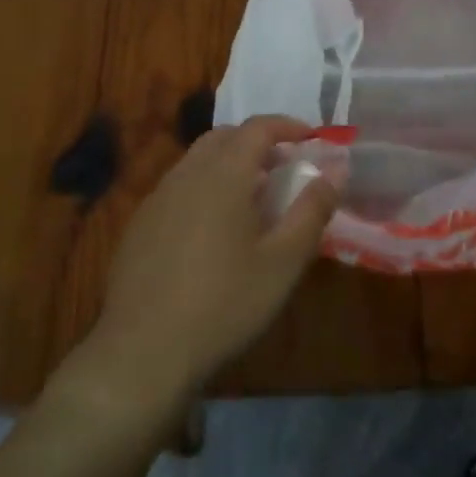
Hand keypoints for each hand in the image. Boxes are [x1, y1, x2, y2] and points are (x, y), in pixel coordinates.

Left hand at [84, 117, 337, 409]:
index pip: (257, 127)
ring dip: (230, 164)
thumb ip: (312, 210)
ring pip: (198, 161)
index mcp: (222, 174)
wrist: (143, 350)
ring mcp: (157, 198)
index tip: (312, 139)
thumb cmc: (224, 303)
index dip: (287, 126)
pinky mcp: (140, 224)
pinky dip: (205, 187)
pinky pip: (179, 187)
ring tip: (254, 197)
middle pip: (224, 137)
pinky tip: (214, 229)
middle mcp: (186, 174)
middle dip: (258, 142)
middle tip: (285, 167)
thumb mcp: (283, 262)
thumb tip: (336, 170)